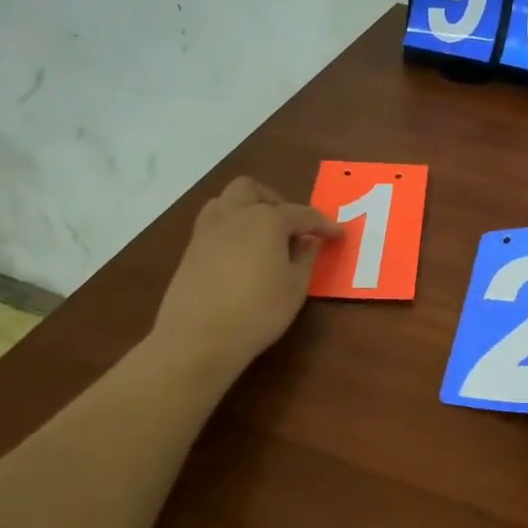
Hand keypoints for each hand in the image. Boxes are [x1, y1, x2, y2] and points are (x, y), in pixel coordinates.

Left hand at [151, 177, 339, 379]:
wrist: (198, 338)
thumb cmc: (258, 311)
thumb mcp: (295, 287)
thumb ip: (305, 257)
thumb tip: (308, 240)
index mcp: (266, 220)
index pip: (302, 214)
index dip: (323, 224)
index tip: (338, 234)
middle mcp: (235, 215)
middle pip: (251, 189)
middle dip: (273, 200)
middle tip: (288, 227)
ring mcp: (207, 232)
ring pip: (225, 201)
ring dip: (245, 209)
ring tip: (260, 236)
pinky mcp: (189, 252)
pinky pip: (212, 226)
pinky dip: (229, 230)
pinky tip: (238, 256)